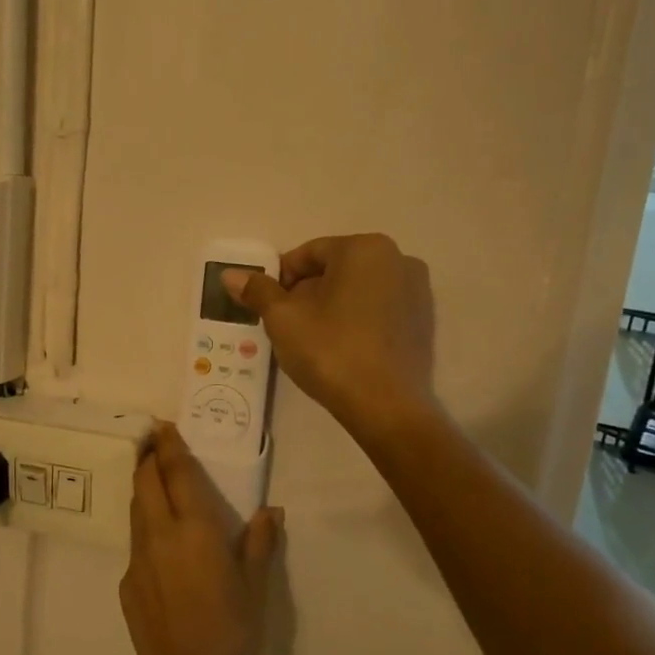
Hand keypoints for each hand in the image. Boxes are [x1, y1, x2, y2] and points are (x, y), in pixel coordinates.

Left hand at [120, 424, 282, 654]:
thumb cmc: (233, 630)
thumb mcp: (256, 586)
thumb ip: (260, 543)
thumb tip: (271, 512)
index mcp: (194, 528)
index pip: (175, 472)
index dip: (168, 445)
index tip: (163, 426)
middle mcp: (159, 534)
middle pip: (144, 482)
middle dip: (148, 459)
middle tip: (156, 446)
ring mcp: (137, 558)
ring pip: (135, 510)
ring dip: (143, 490)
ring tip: (156, 484)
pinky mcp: (126, 582)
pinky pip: (135, 544)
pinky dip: (146, 530)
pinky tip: (163, 547)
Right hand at [223, 233, 435, 437]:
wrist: (385, 406)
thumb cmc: (330, 351)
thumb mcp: (283, 319)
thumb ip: (258, 291)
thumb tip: (230, 275)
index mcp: (364, 249)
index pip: (308, 254)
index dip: (280, 279)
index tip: (266, 306)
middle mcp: (398, 259)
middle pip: (335, 269)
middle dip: (306, 292)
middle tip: (286, 324)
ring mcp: (417, 290)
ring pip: (358, 289)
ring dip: (331, 306)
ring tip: (312, 339)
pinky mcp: (423, 320)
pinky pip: (378, 309)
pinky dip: (356, 320)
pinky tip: (341, 348)